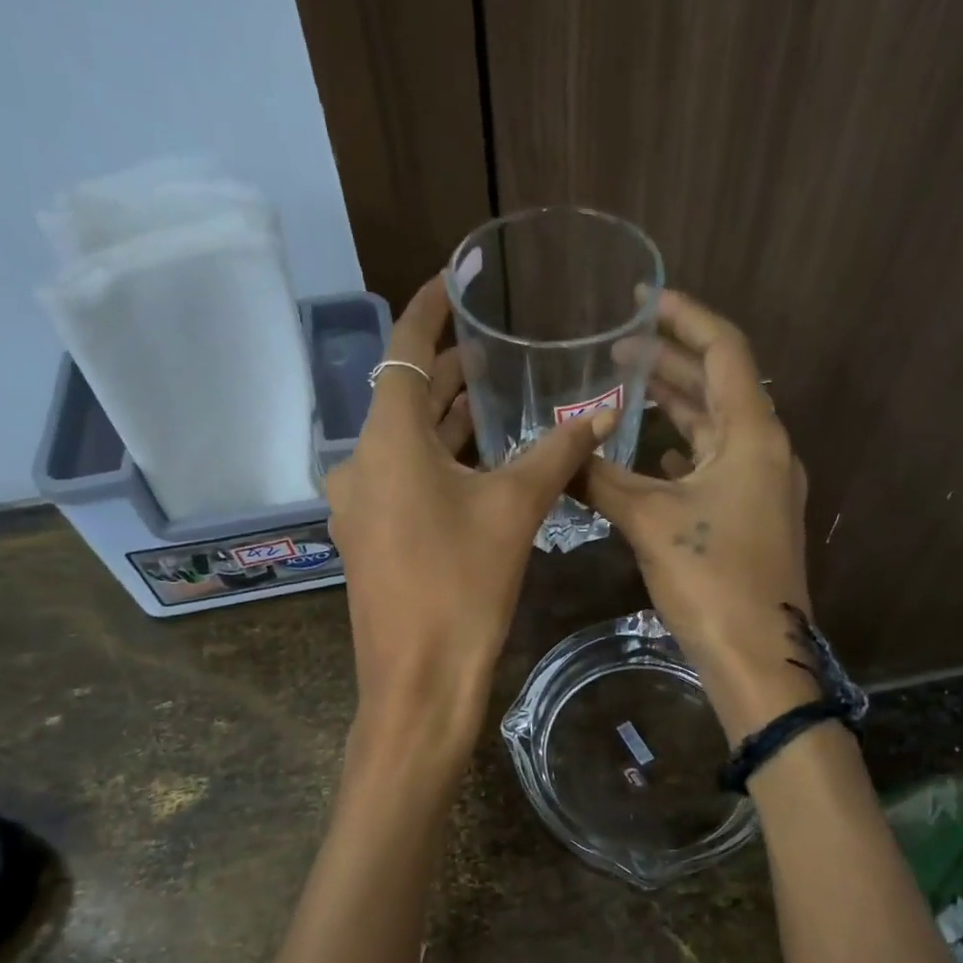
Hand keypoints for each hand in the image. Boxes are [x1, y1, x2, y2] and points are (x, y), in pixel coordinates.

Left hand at [327, 276, 614, 738]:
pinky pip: (403, 479)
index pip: (405, 350)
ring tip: (495, 398)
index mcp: (386, 440)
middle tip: (498, 350)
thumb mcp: (515, 510)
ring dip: (447, 420)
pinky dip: (437, 461)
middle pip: (406, 397)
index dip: (430, 309)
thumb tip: (602, 413)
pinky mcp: (370, 537)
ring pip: (405, 442)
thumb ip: (557, 453)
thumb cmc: (462, 586)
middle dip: (450, 371)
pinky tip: (477, 464)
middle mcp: (360, 462)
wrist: (417, 682)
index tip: (454, 279)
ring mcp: (360, 503)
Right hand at [584, 290, 816, 740]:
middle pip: (719, 387)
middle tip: (618, 347)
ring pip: (716, 429)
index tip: (644, 300)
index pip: (724, 350)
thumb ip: (601, 479)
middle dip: (671, 361)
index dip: (685, 318)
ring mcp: (762, 487)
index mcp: (753, 435)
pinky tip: (652, 456)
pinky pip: (715, 466)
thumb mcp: (649, 520)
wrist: (758, 657)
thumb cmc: (712, 579)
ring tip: (626, 389)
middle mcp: (765, 451)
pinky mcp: (751, 518)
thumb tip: (557, 453)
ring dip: (676, 406)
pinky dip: (683, 451)